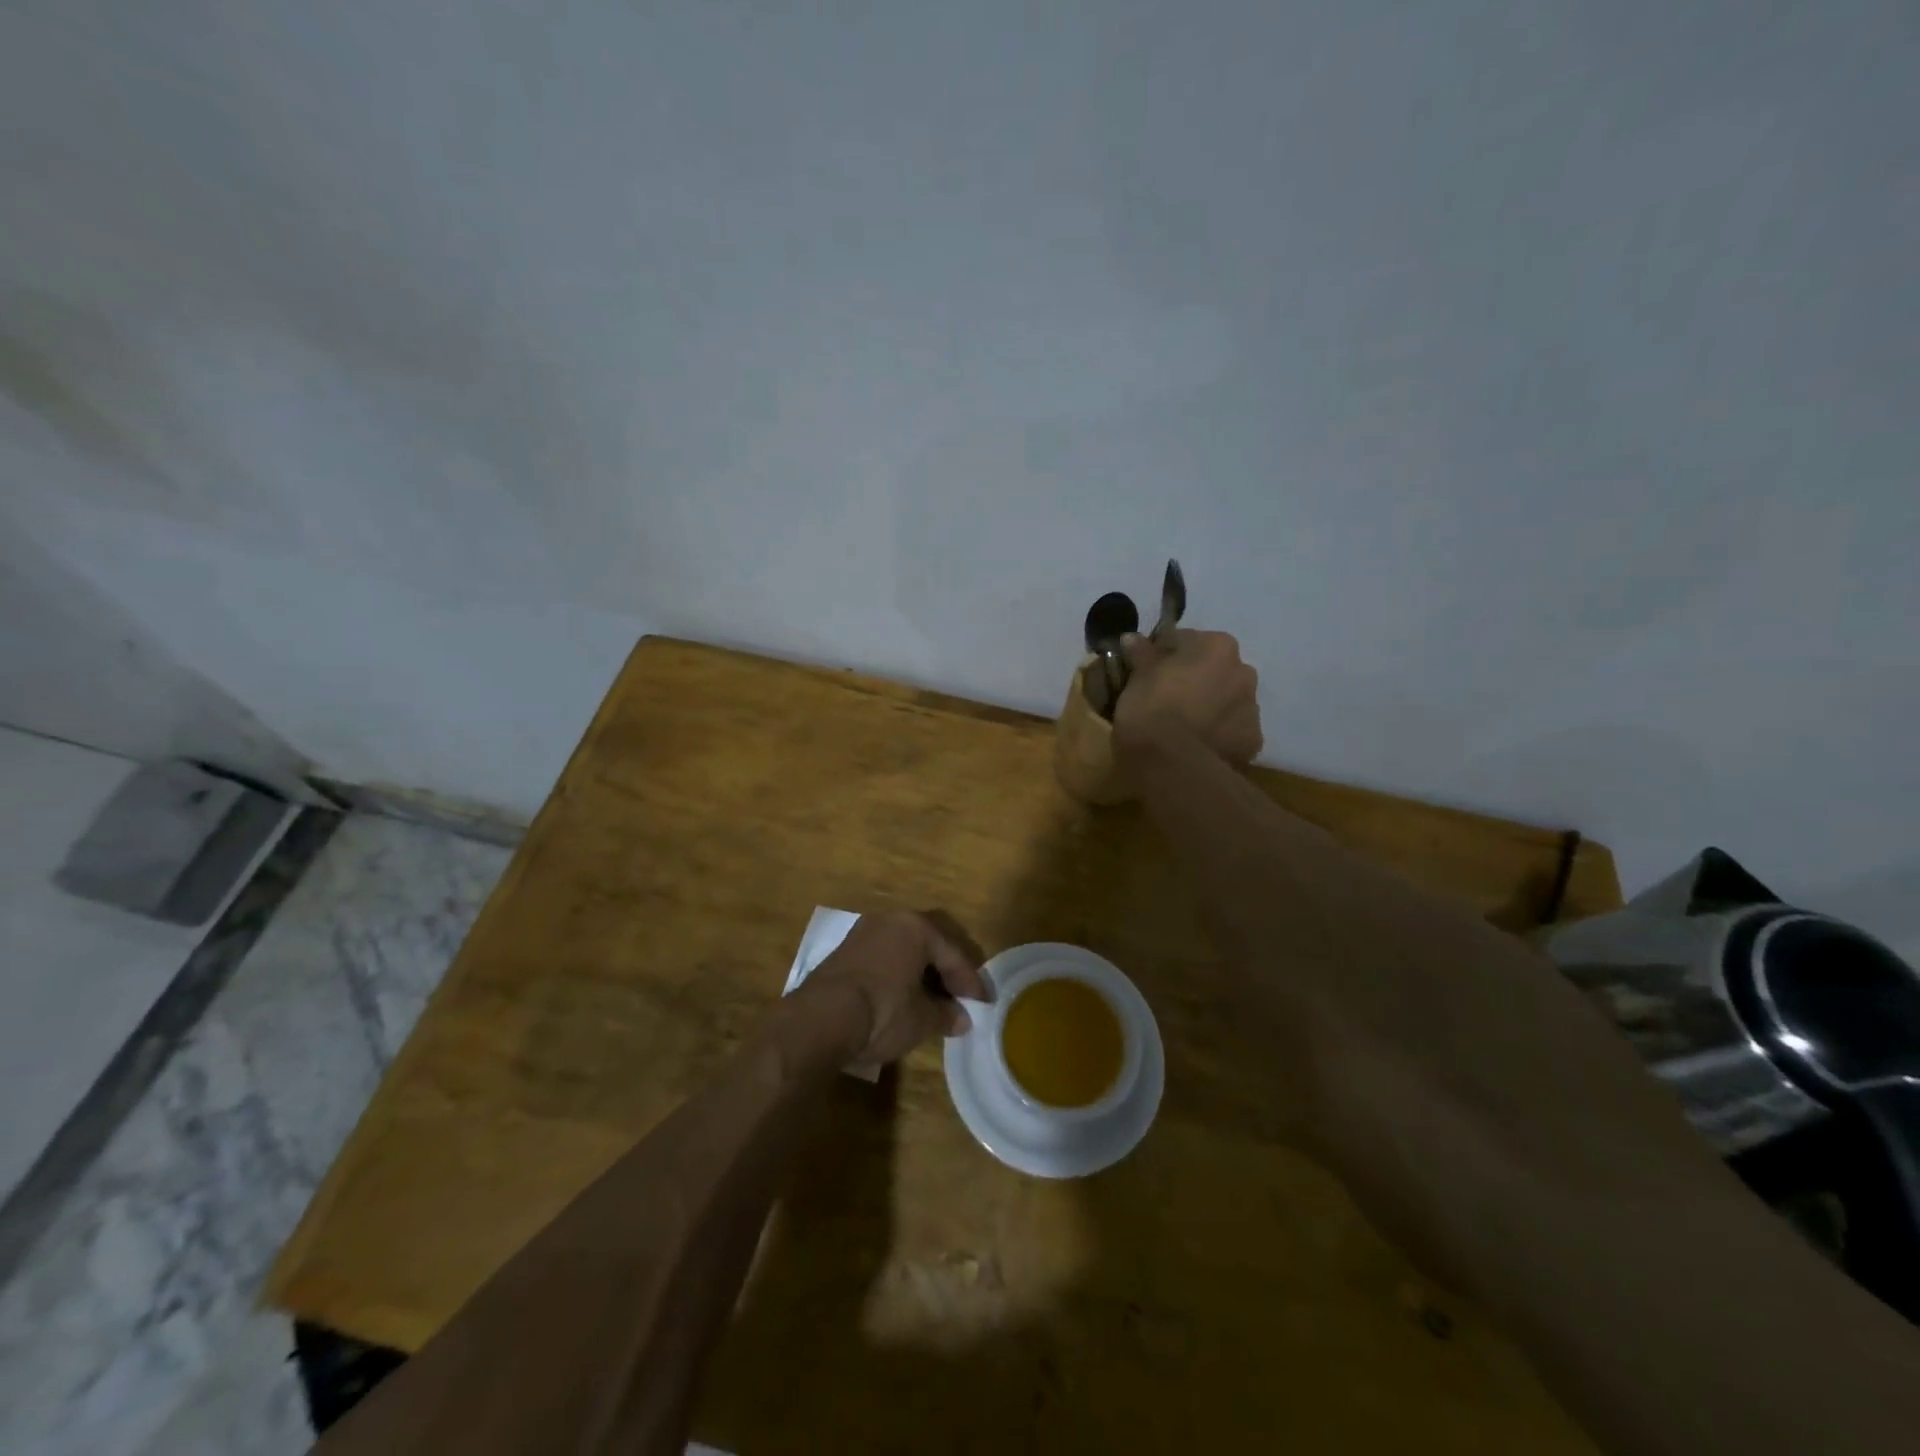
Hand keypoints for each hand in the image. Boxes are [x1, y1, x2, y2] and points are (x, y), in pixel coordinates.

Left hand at [797, 910, 990, 1066]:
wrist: (819, 1020)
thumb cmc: (883, 1011)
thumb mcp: (922, 1020)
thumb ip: (946, 1015)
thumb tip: (962, 1018)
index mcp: (915, 927)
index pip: (953, 954)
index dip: (971, 982)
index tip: (984, 1005)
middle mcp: (889, 920)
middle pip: (928, 945)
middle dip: (945, 972)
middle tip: (959, 998)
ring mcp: (862, 933)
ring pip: (902, 950)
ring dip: (919, 973)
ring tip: (932, 1002)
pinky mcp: (843, 952)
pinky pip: (882, 958)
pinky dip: (897, 975)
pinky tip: (902, 999)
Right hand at [1112, 628, 1262, 764]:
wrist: (1172, 764)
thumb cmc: (1150, 709)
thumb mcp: (1137, 677)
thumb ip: (1140, 653)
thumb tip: (1133, 637)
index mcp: (1217, 646)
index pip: (1185, 640)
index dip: (1163, 654)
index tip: (1146, 671)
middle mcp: (1243, 671)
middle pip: (1213, 669)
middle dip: (1194, 679)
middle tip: (1166, 698)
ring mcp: (1252, 708)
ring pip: (1226, 699)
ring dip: (1209, 705)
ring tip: (1183, 725)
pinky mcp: (1252, 741)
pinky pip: (1231, 730)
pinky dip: (1217, 733)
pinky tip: (1197, 745)